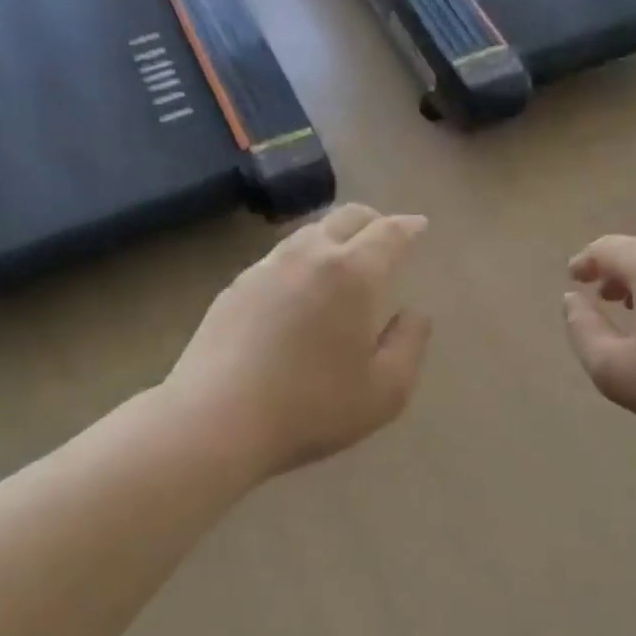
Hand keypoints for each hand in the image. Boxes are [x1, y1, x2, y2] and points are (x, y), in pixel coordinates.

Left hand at [168, 204, 432, 482]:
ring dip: (334, 234)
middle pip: (346, 216)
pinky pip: (279, 256)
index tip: (419, 226)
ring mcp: (266, 267)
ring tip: (343, 258)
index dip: (409, 226)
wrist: (216, 419)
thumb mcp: (385, 391)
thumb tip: (413, 314)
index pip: (388, 233)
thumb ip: (409, 344)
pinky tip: (298, 286)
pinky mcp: (235, 286)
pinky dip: (302, 257)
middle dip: (373, 221)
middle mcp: (309, 255)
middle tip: (385, 238)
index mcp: (353, 273)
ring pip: (308, 231)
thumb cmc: (312, 408)